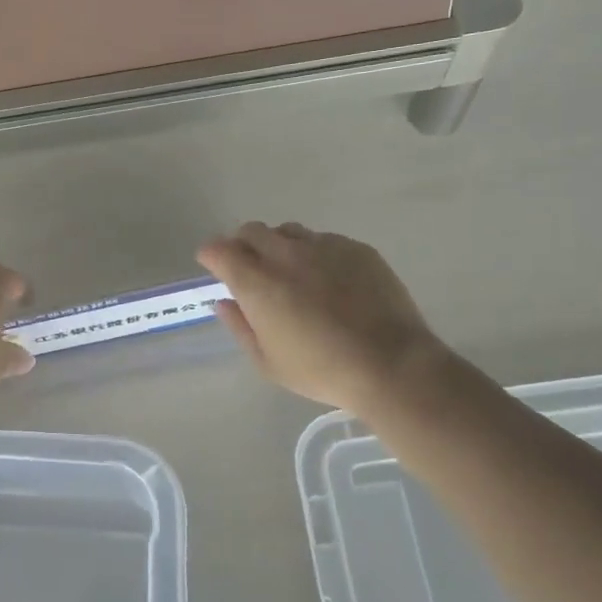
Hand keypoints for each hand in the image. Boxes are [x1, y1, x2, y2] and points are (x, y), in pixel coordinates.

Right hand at [198, 222, 445, 415]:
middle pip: (251, 231)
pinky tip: (329, 280)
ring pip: (288, 231)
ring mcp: (323, 246)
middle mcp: (285, 254)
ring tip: (290, 271)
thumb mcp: (268, 361)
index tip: (213, 266)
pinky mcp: (355, 248)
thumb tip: (223, 302)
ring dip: (278, 245)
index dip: (211, 255)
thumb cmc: (321, 370)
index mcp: (256, 282)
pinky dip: (314, 253)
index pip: (219, 250)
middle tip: (249, 267)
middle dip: (242, 244)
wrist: (391, 364)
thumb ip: (239, 326)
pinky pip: (324, 240)